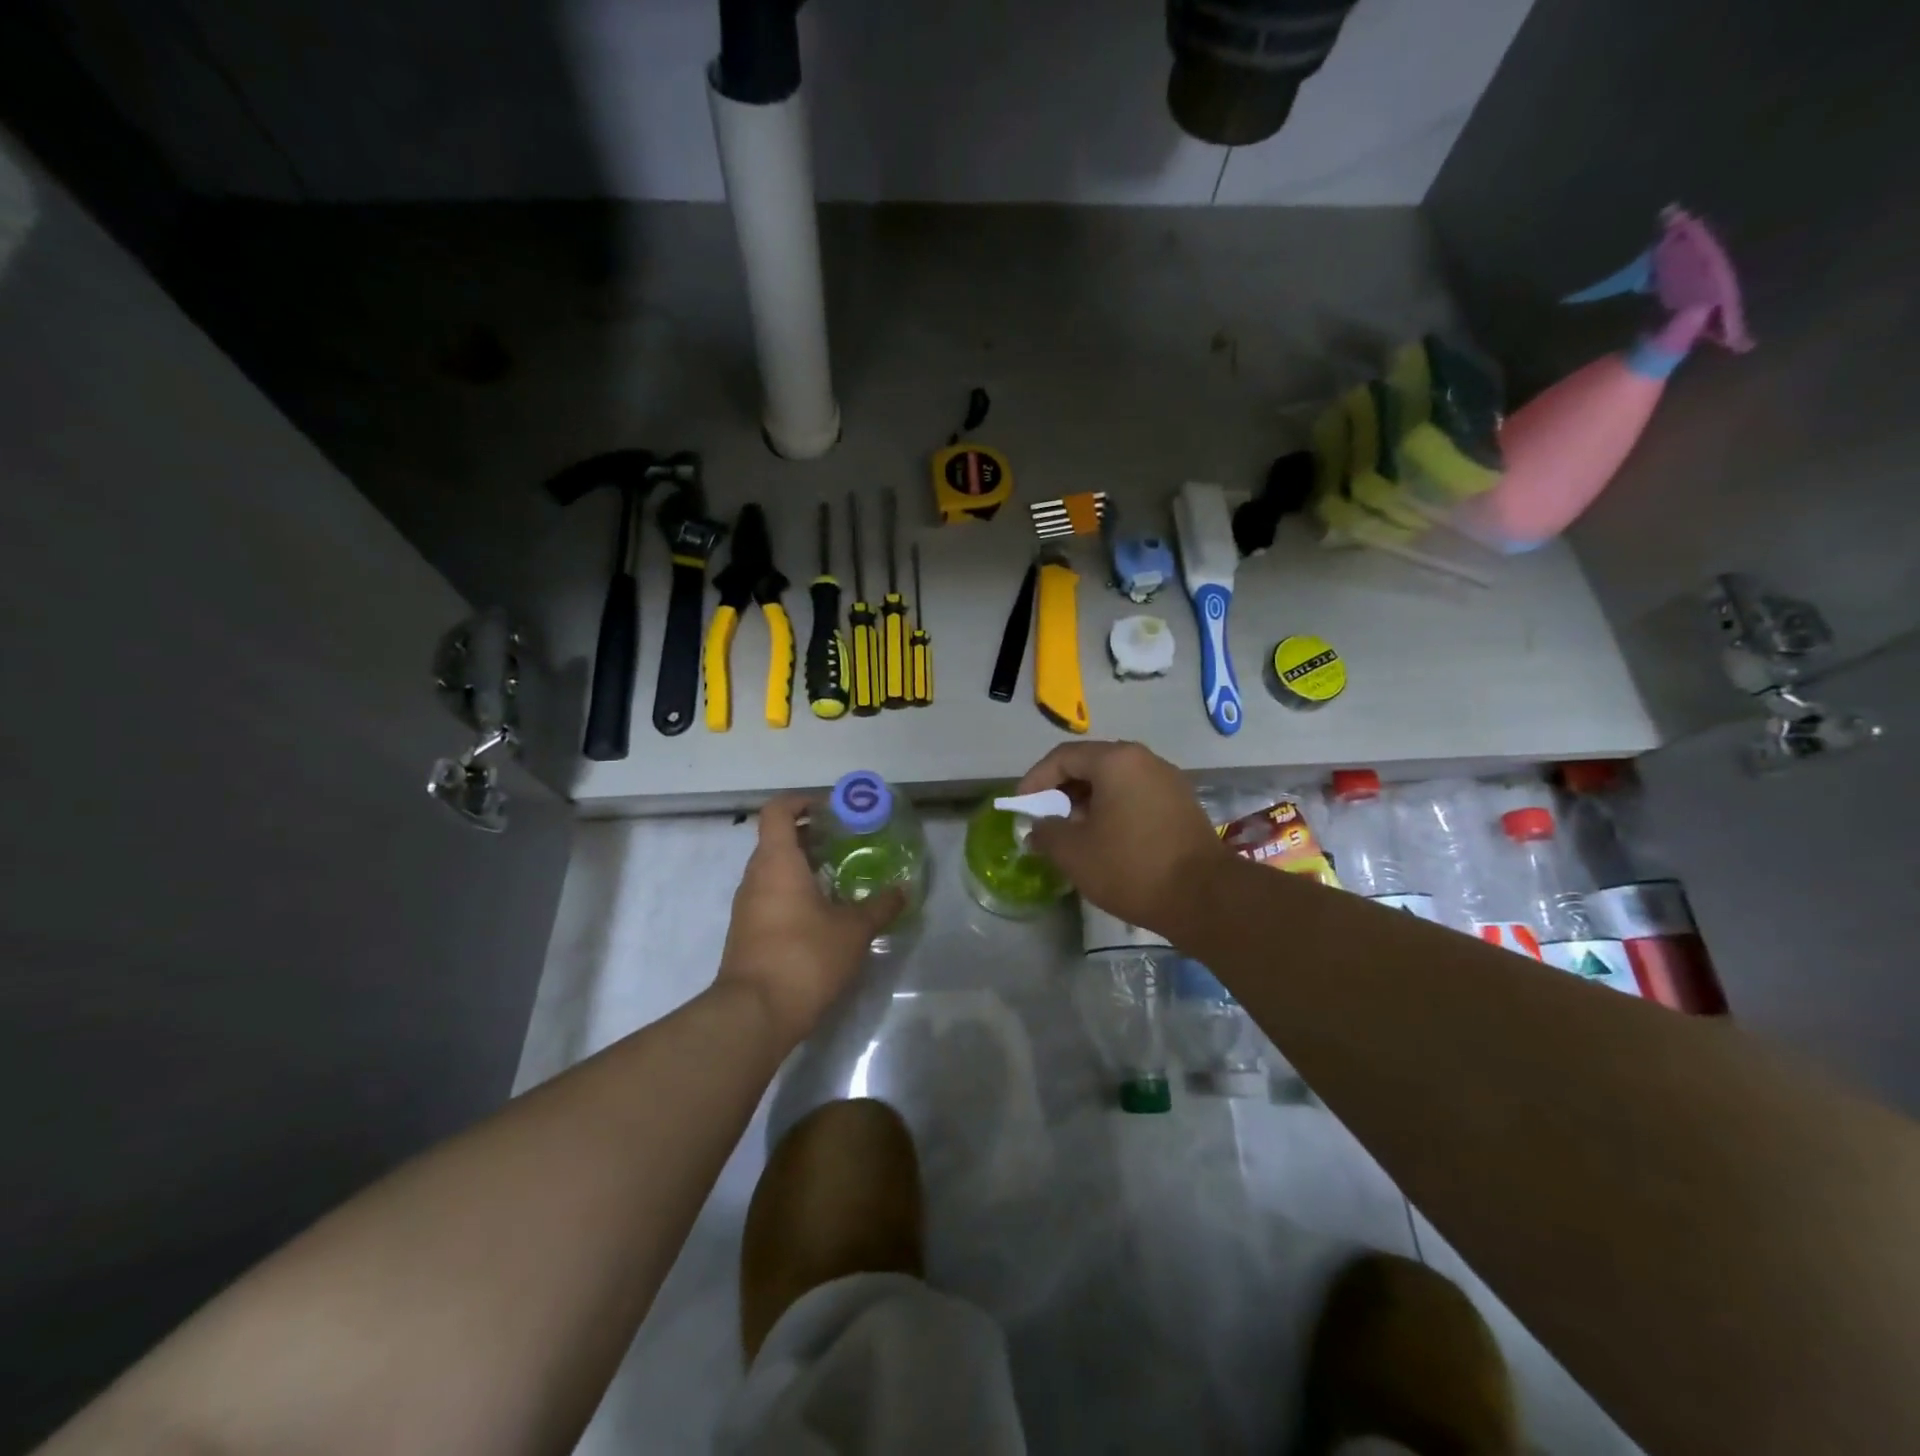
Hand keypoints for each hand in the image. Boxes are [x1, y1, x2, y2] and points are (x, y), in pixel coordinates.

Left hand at [717, 794, 903, 1046]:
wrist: (755, 1014)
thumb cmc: (805, 957)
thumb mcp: (853, 930)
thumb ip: (879, 906)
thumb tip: (903, 890)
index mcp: (777, 862)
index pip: (778, 811)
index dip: (802, 802)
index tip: (832, 810)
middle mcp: (755, 876)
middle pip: (777, 839)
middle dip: (812, 835)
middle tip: (847, 843)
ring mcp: (747, 906)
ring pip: (774, 870)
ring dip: (804, 866)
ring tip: (842, 877)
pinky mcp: (748, 932)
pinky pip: (771, 896)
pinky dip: (795, 892)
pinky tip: (825, 913)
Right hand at [1015, 740, 1226, 936]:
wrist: (1205, 897)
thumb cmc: (1131, 867)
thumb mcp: (1074, 852)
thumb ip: (1046, 832)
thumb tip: (1038, 827)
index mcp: (1116, 760)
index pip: (1063, 757)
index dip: (1035, 780)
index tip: (1021, 806)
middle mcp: (1144, 760)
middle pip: (1090, 765)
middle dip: (1061, 791)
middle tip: (1044, 819)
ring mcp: (1168, 781)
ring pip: (1114, 782)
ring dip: (1087, 802)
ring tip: (1071, 832)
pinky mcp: (1182, 804)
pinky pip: (1135, 796)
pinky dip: (1112, 810)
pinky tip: (1105, 839)